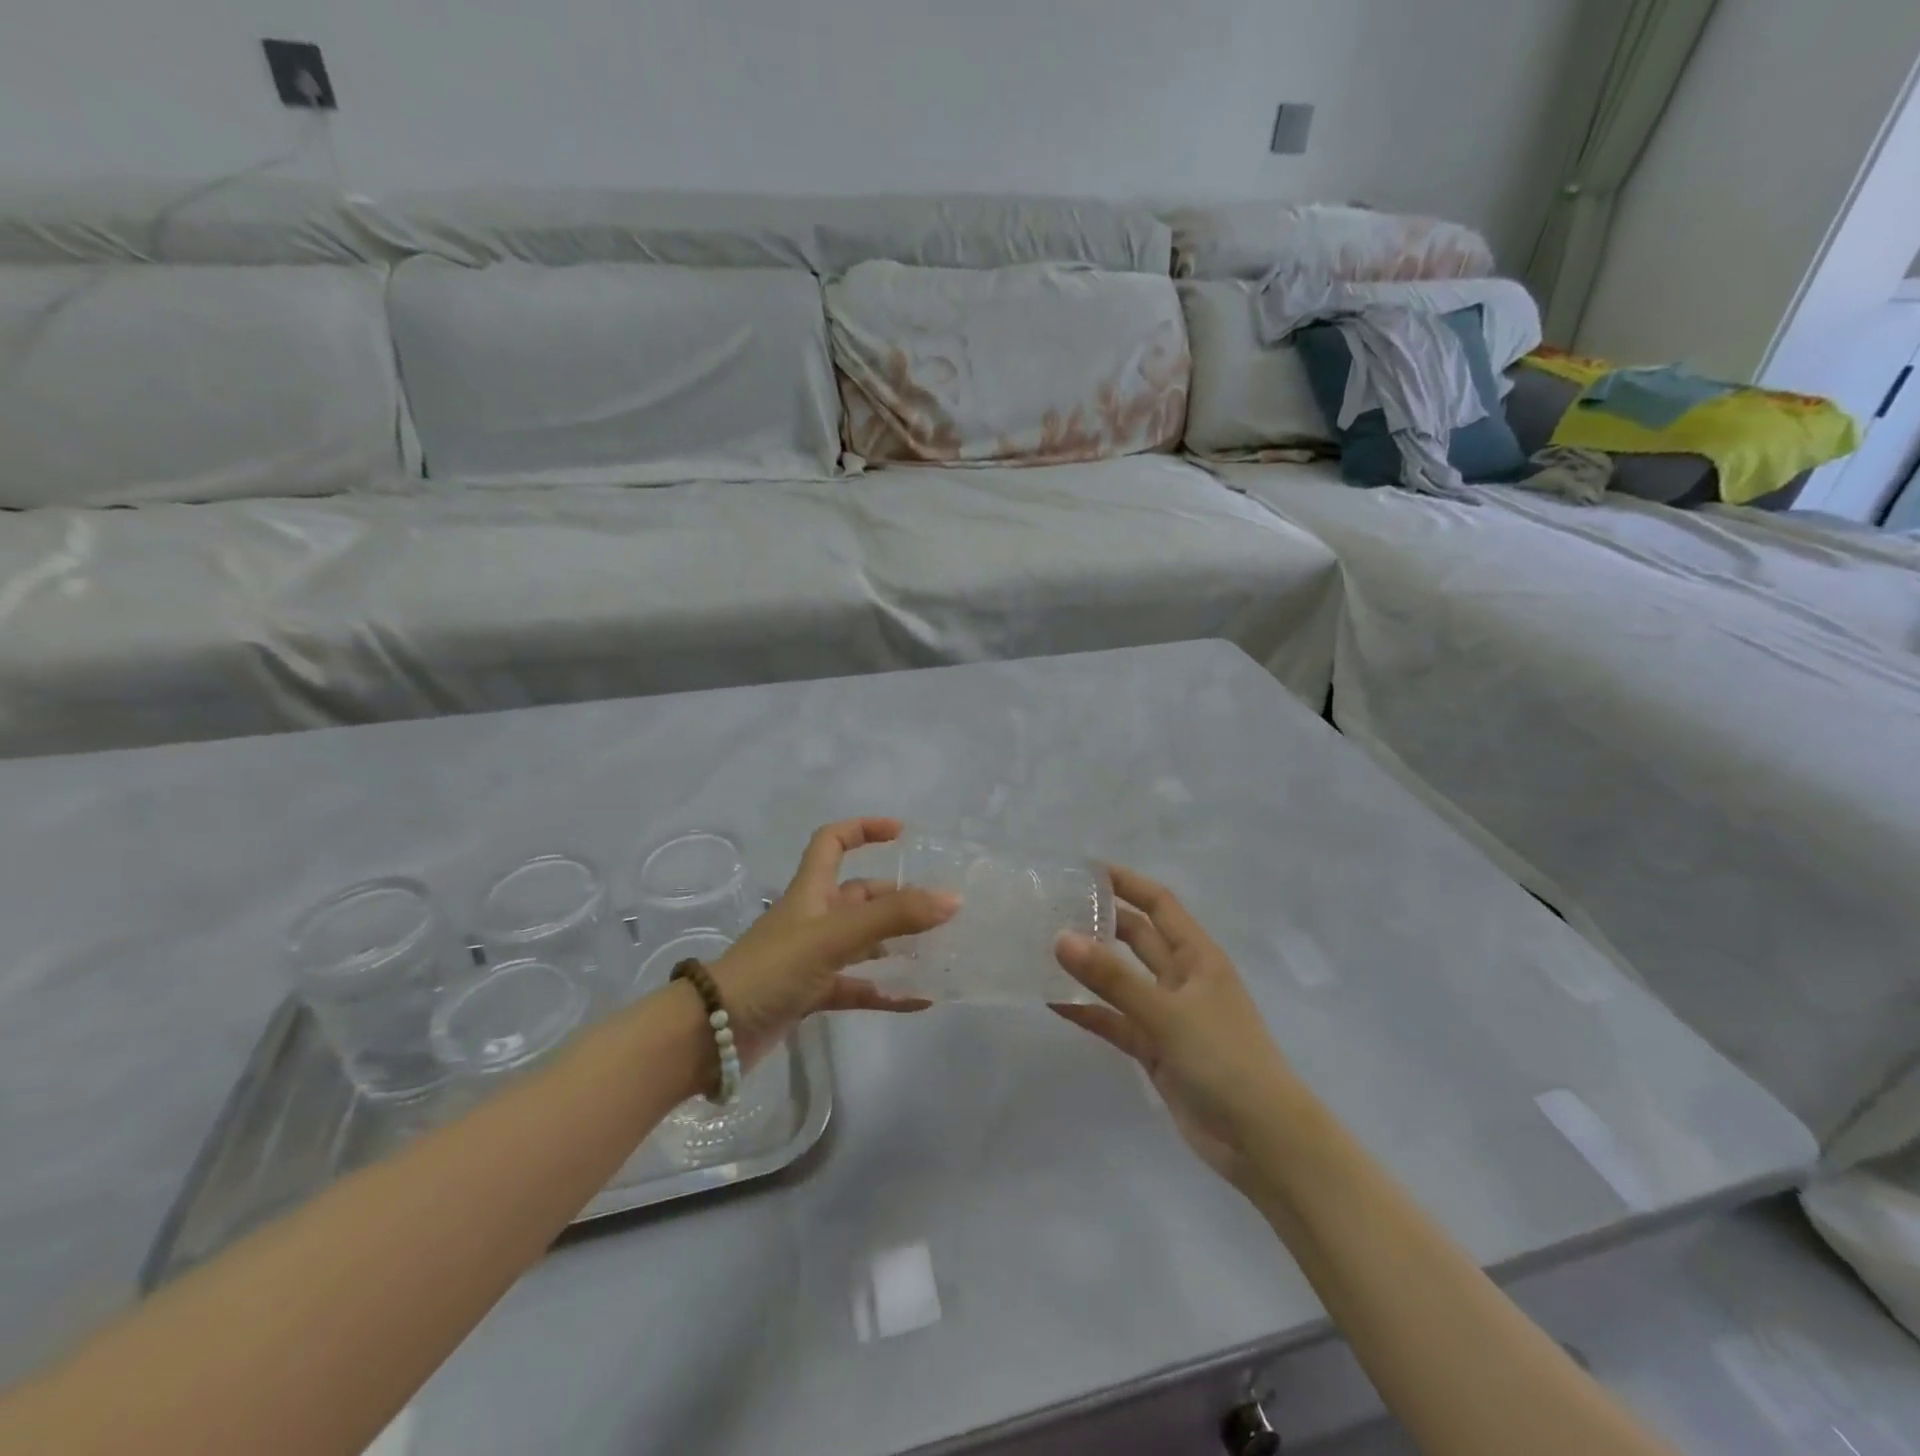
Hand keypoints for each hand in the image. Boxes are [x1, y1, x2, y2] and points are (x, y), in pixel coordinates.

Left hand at [707, 818, 958, 1068]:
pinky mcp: (810, 994)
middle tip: (937, 908)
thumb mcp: (834, 936)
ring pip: (862, 943)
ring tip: (937, 950)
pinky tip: (919, 1000)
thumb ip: (893, 917)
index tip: (901, 834)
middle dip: (896, 898)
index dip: (863, 829)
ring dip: (896, 945)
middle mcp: (812, 918)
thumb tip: (952, 898)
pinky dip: (885, 991)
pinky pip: (857, 987)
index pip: (833, 842)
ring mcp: (811, 958)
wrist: (712, 1034)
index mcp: (811, 891)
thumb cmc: (772, 969)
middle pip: (858, 896)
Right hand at [1053, 865, 1304, 1189]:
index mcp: (1198, 956)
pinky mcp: (1156, 1050)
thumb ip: (1113, 978)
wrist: (1262, 1141)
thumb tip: (1061, 938)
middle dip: (1102, 921)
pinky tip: (1054, 1003)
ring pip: (1123, 980)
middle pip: (1137, 937)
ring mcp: (1169, 1015)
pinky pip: (1116, 1022)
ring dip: (1091, 967)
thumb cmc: (1225, 1060)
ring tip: (1045, 950)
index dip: (1126, 882)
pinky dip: (1090, 1013)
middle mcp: (1183, 978)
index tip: (1084, 870)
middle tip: (1054, 909)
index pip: (1158, 904)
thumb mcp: (1168, 1013)